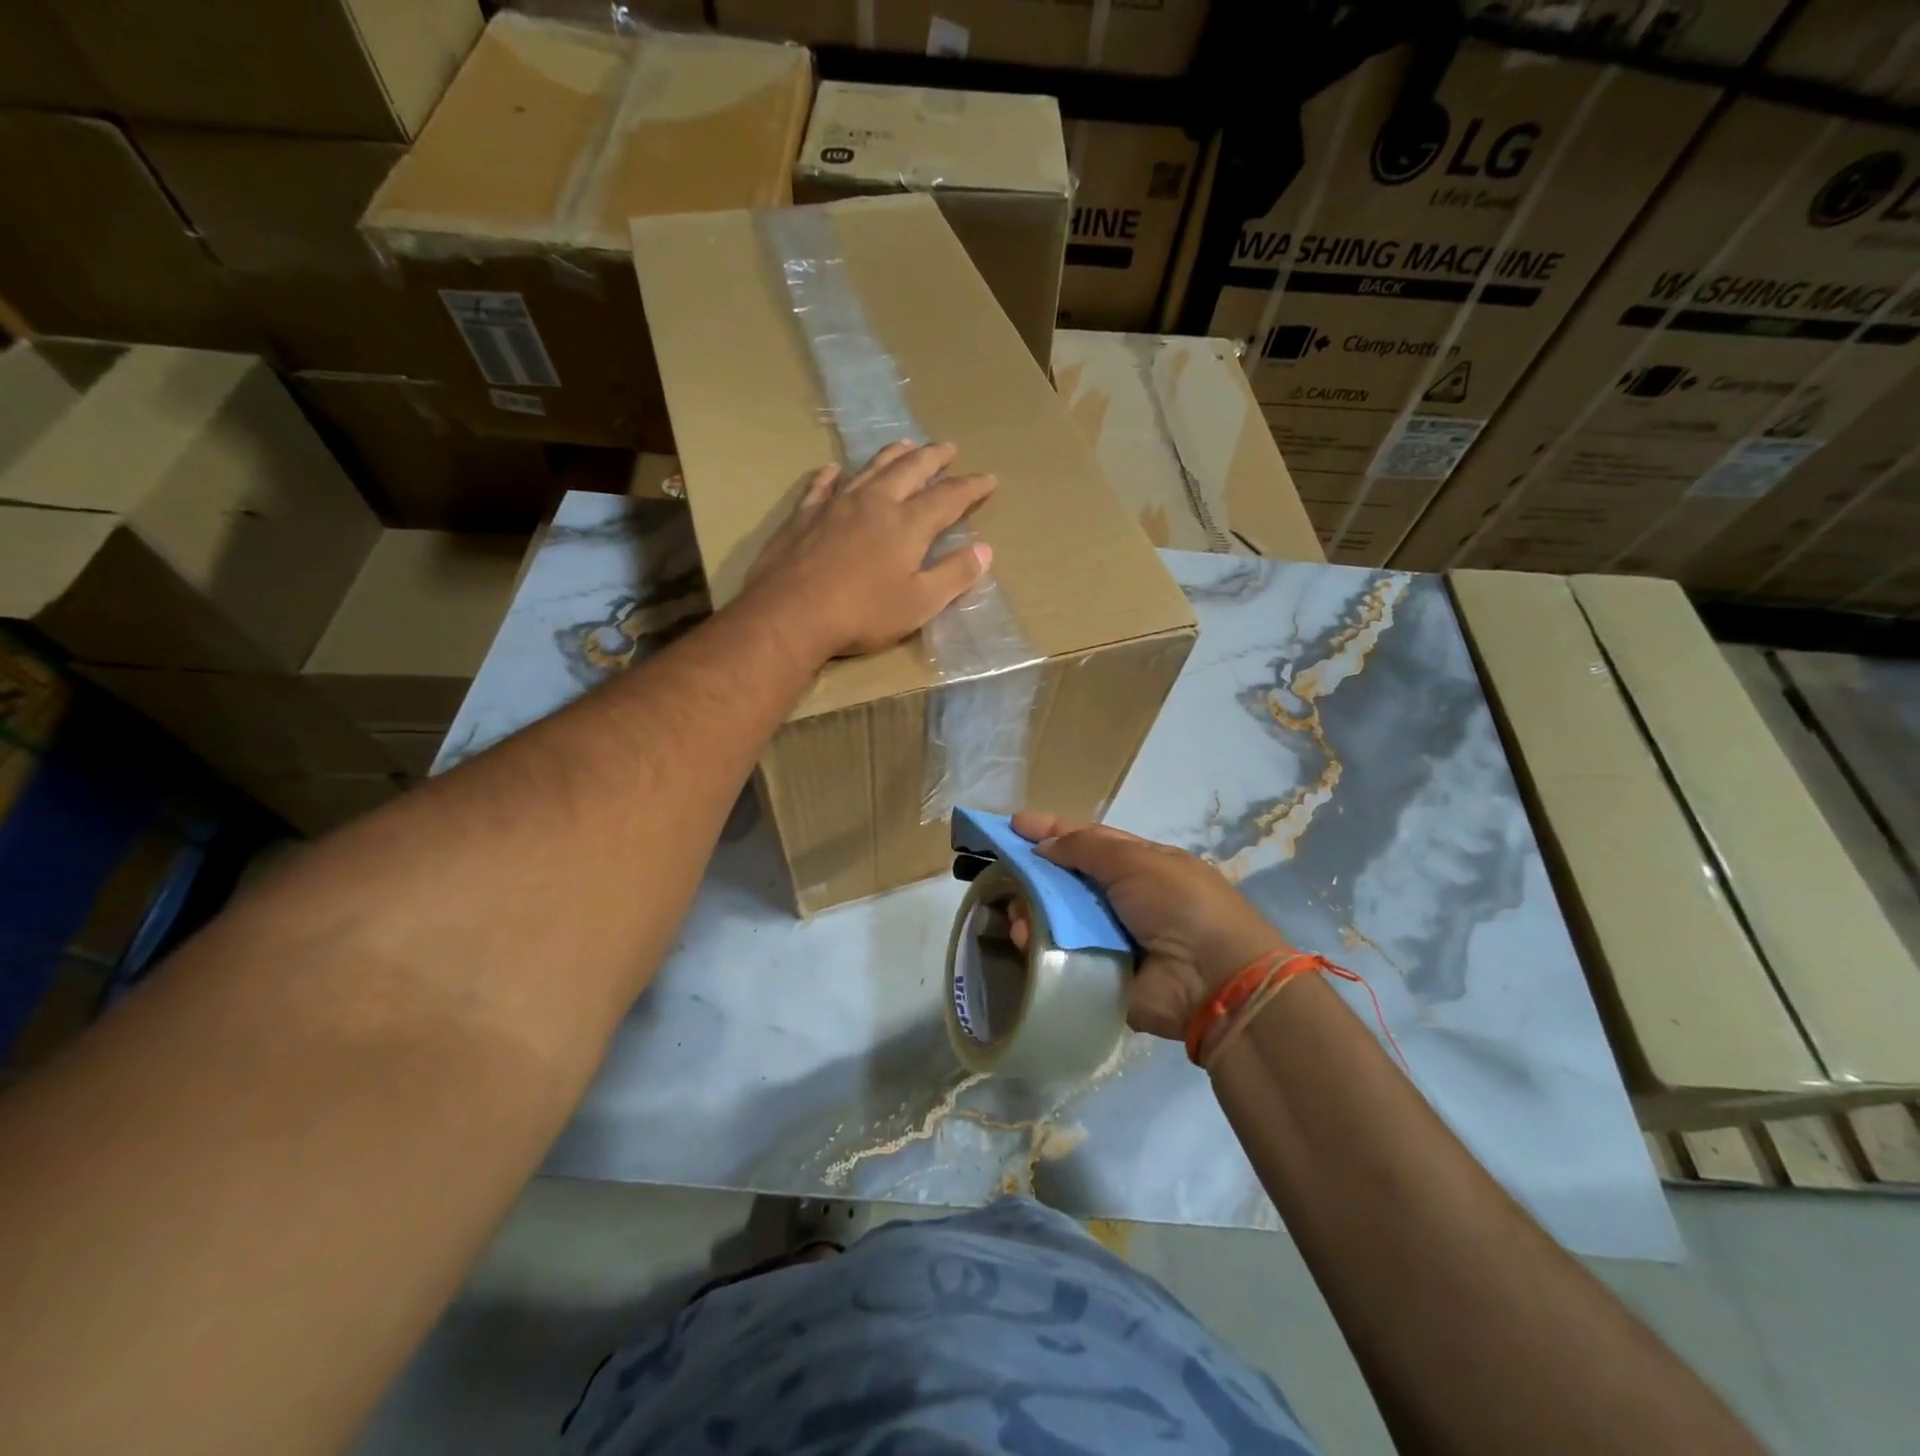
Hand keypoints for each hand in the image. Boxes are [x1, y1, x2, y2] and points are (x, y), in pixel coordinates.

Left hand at [745, 441, 996, 660]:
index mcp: (907, 524)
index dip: (971, 487)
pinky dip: (832, 475)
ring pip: (869, 468)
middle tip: (948, 448)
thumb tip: (984, 550)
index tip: (989, 479)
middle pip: (910, 470)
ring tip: (906, 444)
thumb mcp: (919, 604)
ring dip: (892, 455)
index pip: (948, 497)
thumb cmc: (862, 614)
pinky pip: (821, 486)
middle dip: (933, 458)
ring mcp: (836, 505)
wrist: (790, 615)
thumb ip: (954, 575)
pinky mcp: (804, 516)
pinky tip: (835, 469)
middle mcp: (874, 503)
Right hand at [1010, 812, 1291, 1040]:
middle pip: (1067, 880)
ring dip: (1032, 910)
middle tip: (1002, 873)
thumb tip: (1044, 846)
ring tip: (1014, 912)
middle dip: (1034, 874)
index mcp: (1140, 863)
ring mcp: (1111, 937)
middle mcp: (1123, 898)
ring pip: (1058, 917)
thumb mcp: (1136, 860)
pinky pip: (1060, 954)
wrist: (1214, 980)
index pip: (1088, 840)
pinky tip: (1024, 940)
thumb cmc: (1178, 905)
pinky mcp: (1099, 973)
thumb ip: (1086, 848)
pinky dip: (1039, 946)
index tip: (1014, 825)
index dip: (1052, 830)